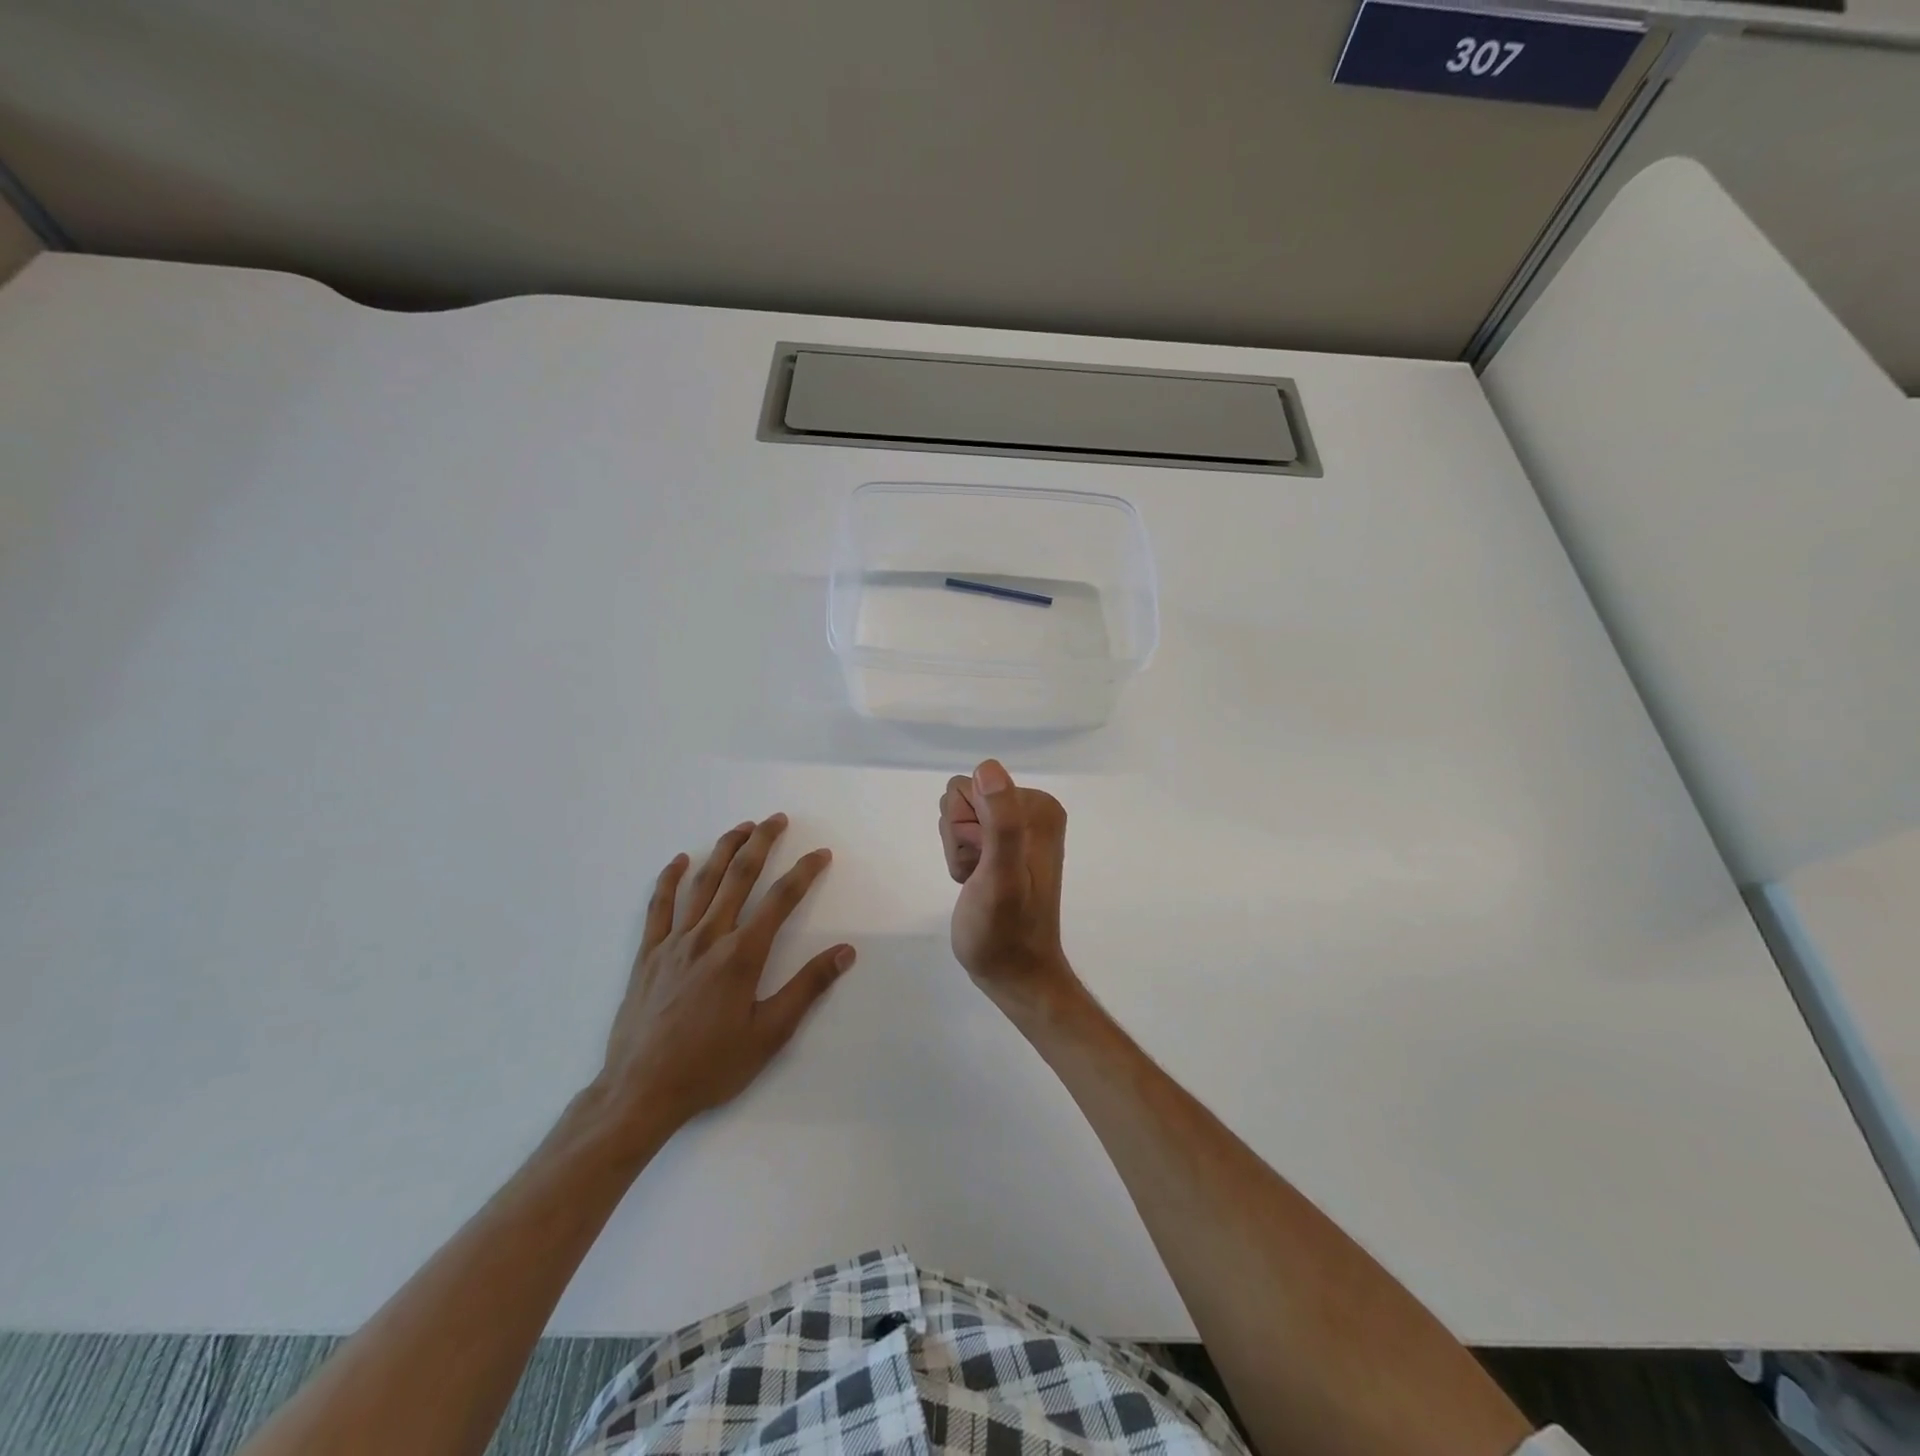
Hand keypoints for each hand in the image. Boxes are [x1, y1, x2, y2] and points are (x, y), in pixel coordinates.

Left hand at [593, 814, 853, 1135]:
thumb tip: (845, 952)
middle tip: (777, 819)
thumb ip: (808, 988)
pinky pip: (659, 907)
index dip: (804, 872)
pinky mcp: (648, 955)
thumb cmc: (711, 1066)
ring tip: (742, 827)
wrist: (640, 1091)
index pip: (781, 900)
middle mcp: (709, 937)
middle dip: (762, 843)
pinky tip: (679, 861)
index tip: (821, 854)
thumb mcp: (770, 1034)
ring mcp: (674, 943)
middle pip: (739, 877)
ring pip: (702, 883)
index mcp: (741, 955)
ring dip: (724, 850)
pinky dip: (669, 879)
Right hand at [939, 760, 1077, 1015]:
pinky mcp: (1004, 845)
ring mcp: (1017, 827)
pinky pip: (963, 833)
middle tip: (979, 874)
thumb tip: (988, 768)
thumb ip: (1000, 822)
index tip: (982, 861)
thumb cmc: (1004, 930)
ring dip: (958, 851)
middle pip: (961, 798)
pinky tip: (975, 883)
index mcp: (1038, 807)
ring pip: (958, 816)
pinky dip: (961, 859)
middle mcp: (1031, 809)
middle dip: (959, 838)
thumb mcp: (1000, 875)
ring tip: (978, 881)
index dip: (964, 828)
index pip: (968, 787)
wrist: (1014, 974)